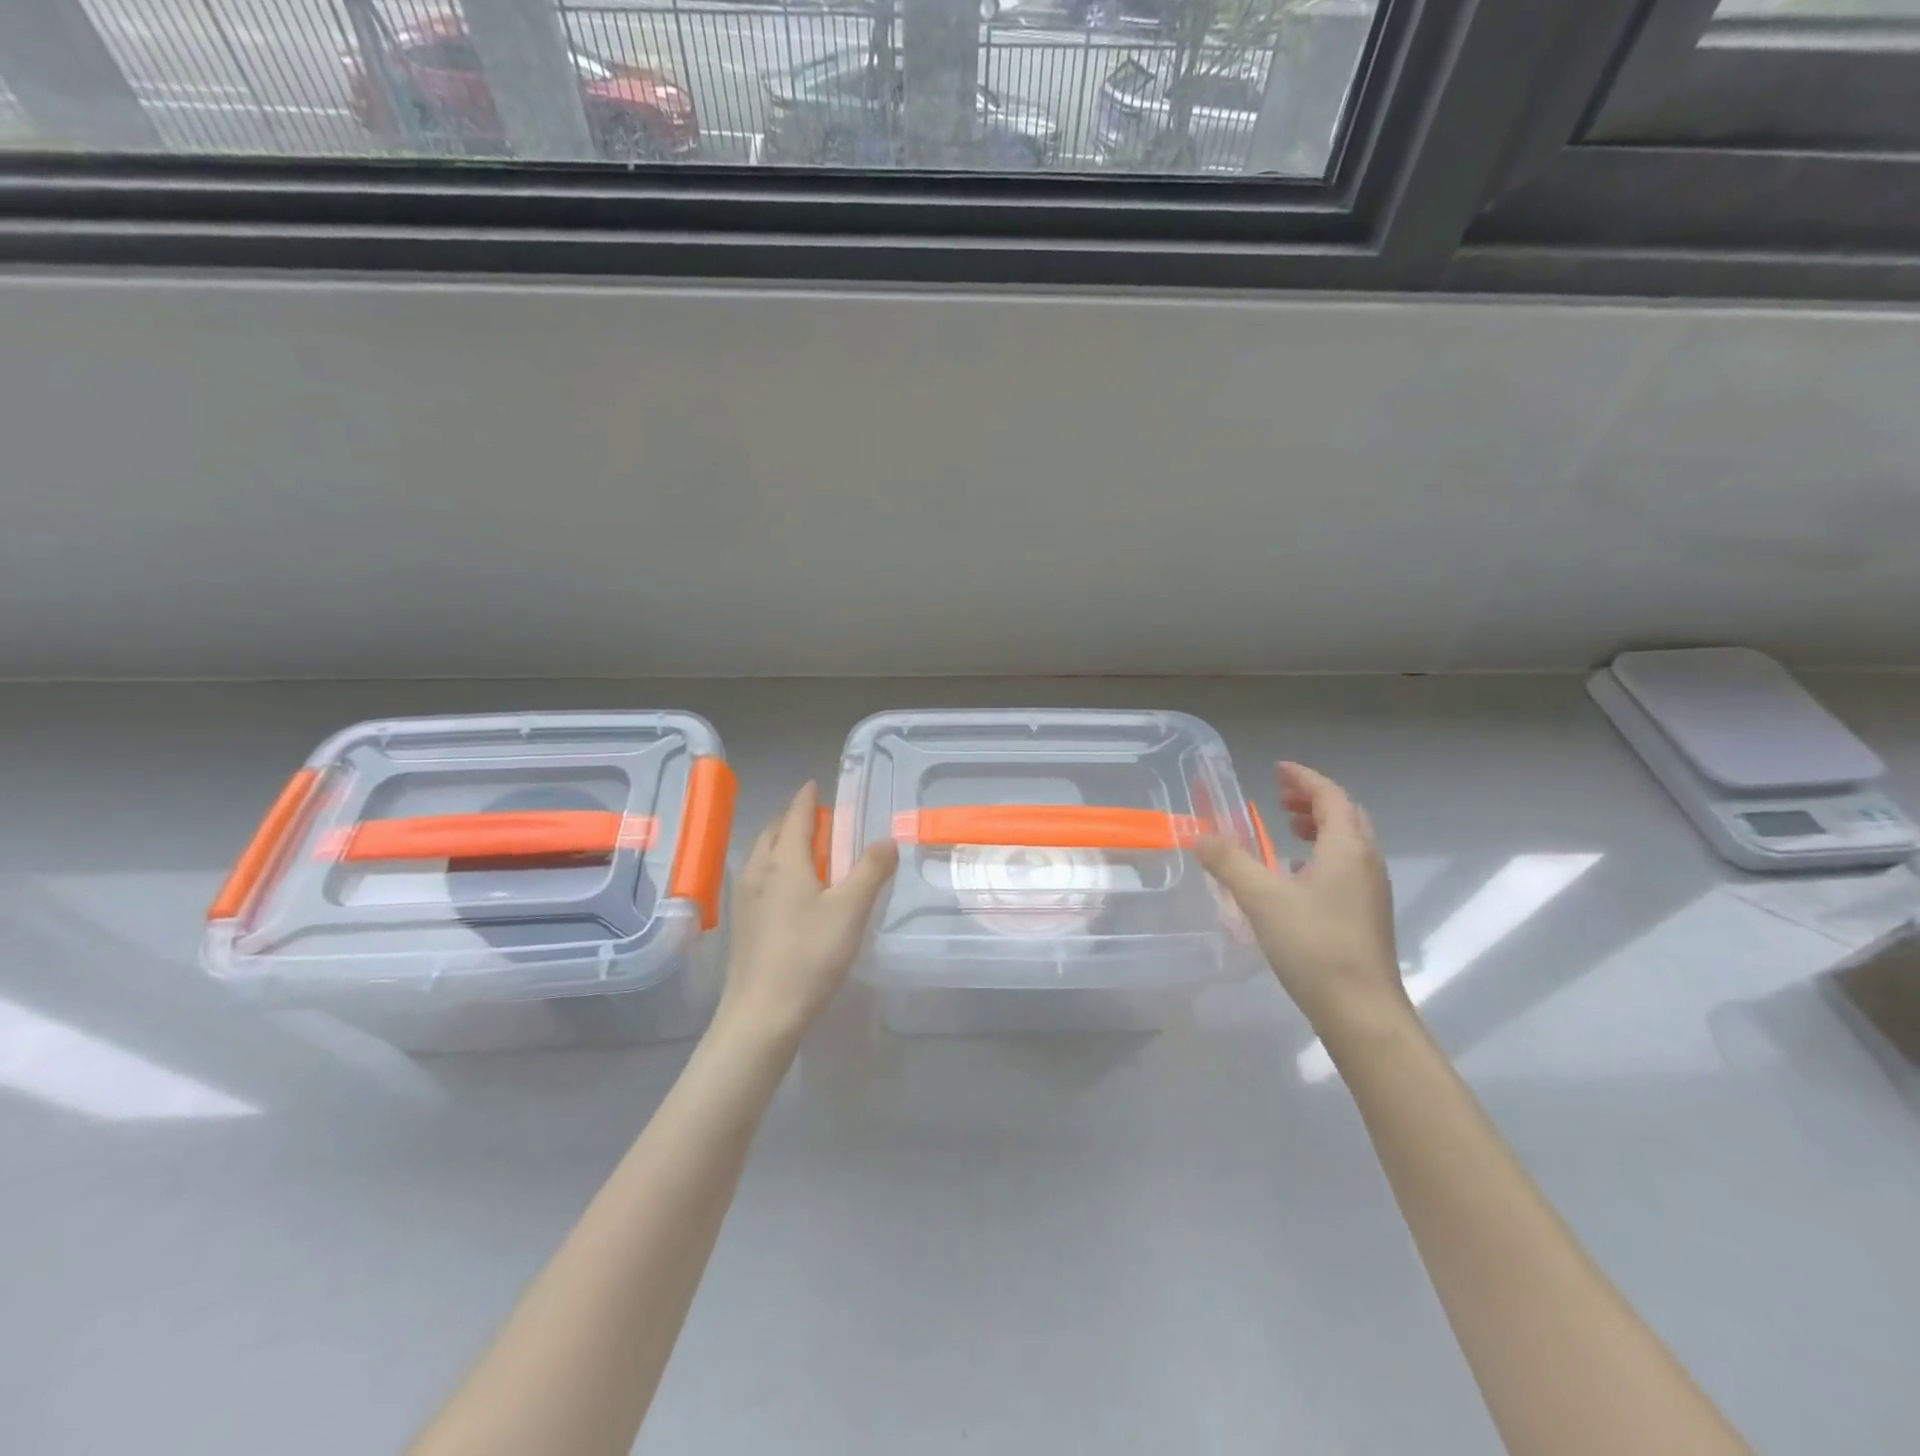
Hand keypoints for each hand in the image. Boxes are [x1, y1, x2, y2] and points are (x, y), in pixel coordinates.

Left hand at [715, 782, 897, 1045]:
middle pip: (772, 832)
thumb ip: (871, 870)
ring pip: (761, 855)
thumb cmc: (810, 954)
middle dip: (791, 818)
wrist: (762, 1013)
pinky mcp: (741, 923)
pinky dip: (773, 867)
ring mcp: (744, 898)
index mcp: (784, 861)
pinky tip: (787, 889)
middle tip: (814, 816)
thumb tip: (887, 839)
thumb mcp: (851, 910)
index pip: (795, 816)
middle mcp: (758, 871)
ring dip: (780, 843)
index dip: (806, 798)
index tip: (813, 784)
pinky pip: (757, 878)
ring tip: (804, 849)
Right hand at [1197, 761, 1405, 1033]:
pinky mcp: (1367, 915)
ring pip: (1349, 842)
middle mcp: (1366, 862)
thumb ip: (1229, 862)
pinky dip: (1322, 855)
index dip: (1304, 779)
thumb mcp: (1261, 899)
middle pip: (1345, 815)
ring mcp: (1371, 891)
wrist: (1361, 1011)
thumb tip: (1200, 836)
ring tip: (1286, 829)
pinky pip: (1347, 867)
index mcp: (1347, 848)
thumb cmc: (1314, 945)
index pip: (1330, 796)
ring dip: (1319, 826)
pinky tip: (1296, 876)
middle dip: (1313, 799)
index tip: (1277, 770)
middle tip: (1279, 796)